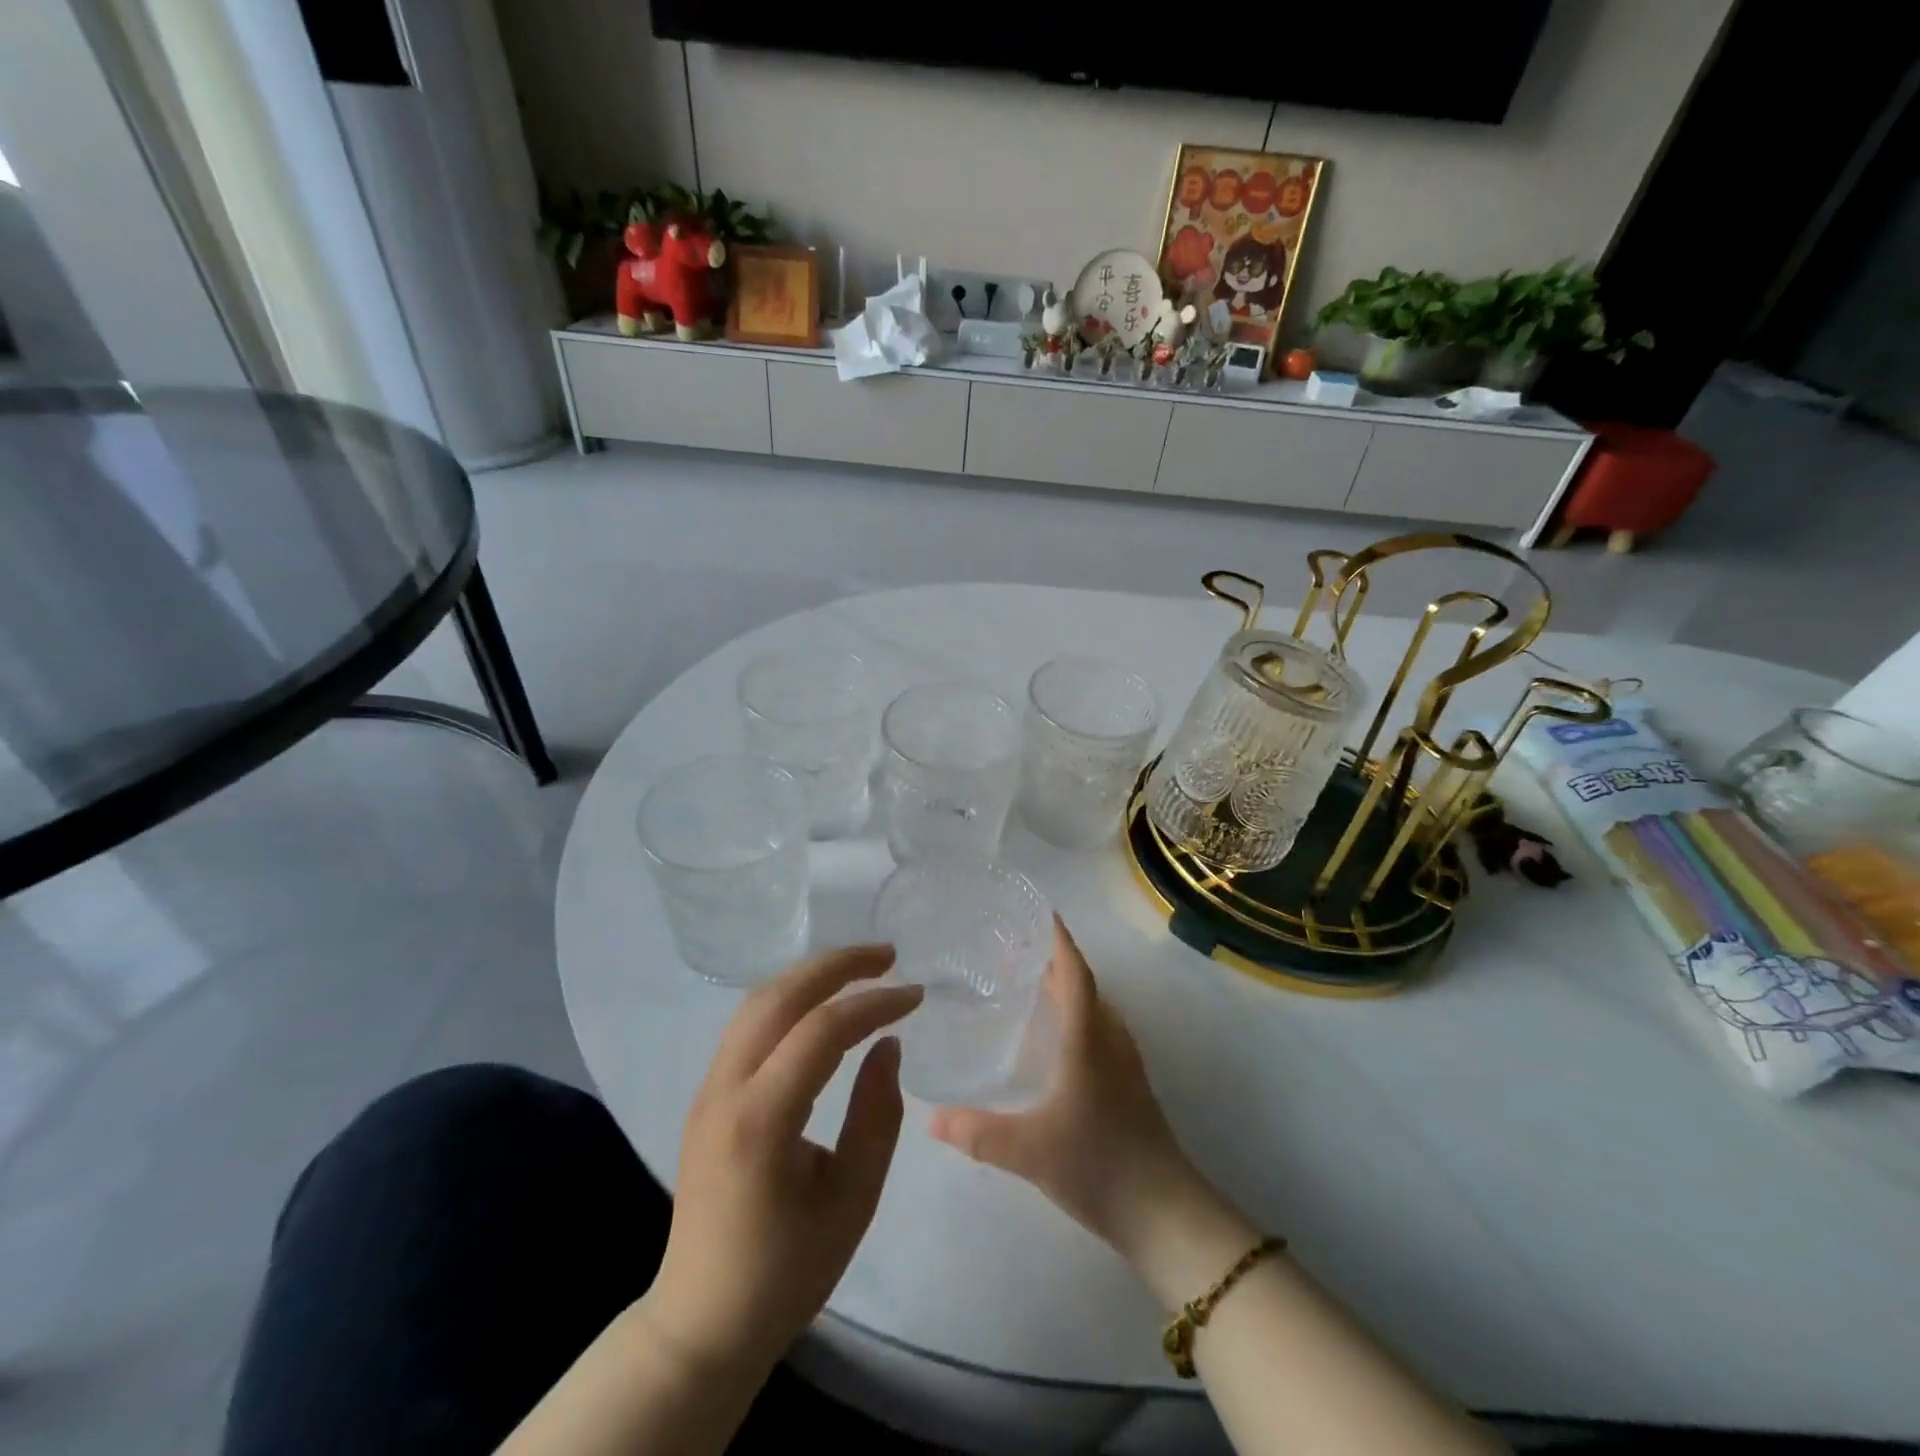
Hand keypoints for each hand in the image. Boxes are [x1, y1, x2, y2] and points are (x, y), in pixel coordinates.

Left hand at [645, 946, 921, 1376]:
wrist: (702, 1319)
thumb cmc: (787, 1271)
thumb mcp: (853, 1199)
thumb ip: (876, 1115)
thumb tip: (887, 1045)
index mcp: (761, 1120)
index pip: (822, 1031)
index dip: (874, 1003)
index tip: (916, 996)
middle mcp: (725, 1089)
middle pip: (779, 996)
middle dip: (837, 965)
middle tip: (888, 955)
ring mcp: (709, 1087)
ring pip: (758, 1001)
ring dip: (811, 975)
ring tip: (861, 968)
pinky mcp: (708, 1093)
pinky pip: (749, 1024)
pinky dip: (790, 998)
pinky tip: (822, 1002)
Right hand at [929, 920, 1210, 1264]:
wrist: (1165, 1213)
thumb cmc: (1098, 1165)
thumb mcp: (1029, 1151)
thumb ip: (977, 1132)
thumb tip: (931, 1117)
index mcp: (1088, 1037)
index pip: (1074, 972)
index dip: (1058, 940)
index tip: (1037, 913)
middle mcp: (1109, 1038)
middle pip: (1082, 984)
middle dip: (1051, 960)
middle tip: (1011, 949)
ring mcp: (1123, 1062)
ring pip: (1092, 1008)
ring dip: (1063, 988)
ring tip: (1025, 984)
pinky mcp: (1126, 1084)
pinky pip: (1097, 1030)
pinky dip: (1072, 1016)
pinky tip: (1049, 1038)